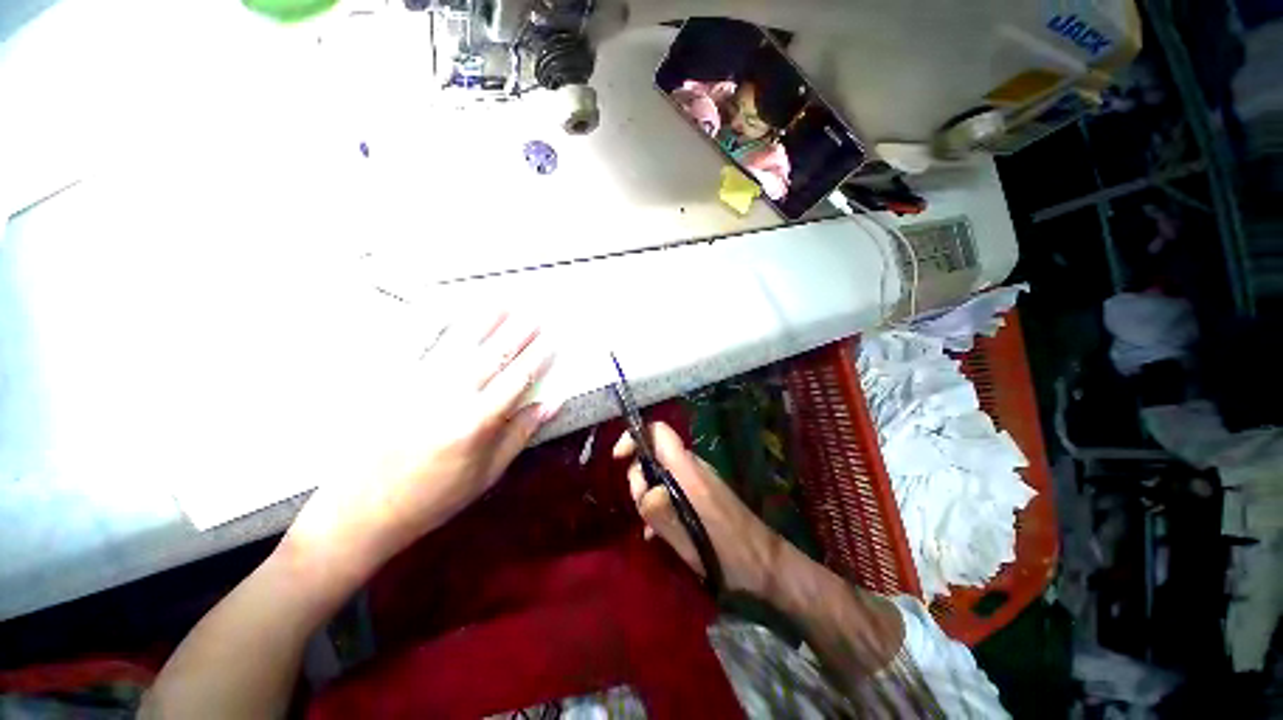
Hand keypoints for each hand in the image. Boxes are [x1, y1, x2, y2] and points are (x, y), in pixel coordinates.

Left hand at [284, 311, 557, 579]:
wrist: (360, 513)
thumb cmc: (433, 498)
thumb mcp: (486, 474)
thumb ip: (520, 434)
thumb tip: (551, 404)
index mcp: (477, 423)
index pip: (517, 379)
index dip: (537, 358)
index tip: (551, 341)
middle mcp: (450, 397)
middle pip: (492, 356)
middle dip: (517, 333)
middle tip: (534, 314)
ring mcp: (416, 386)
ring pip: (458, 345)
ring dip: (483, 321)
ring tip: (502, 302)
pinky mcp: (389, 384)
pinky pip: (412, 347)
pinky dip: (431, 324)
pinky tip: (445, 309)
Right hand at [613, 421, 780, 594]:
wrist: (766, 563)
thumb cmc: (728, 552)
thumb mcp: (689, 540)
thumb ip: (661, 512)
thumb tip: (644, 490)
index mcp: (689, 471)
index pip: (659, 432)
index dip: (634, 437)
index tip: (618, 459)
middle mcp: (693, 467)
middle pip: (654, 454)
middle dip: (639, 477)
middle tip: (642, 509)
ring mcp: (699, 479)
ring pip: (661, 473)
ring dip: (649, 494)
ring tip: (651, 526)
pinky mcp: (702, 492)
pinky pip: (672, 487)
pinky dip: (661, 502)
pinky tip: (658, 531)